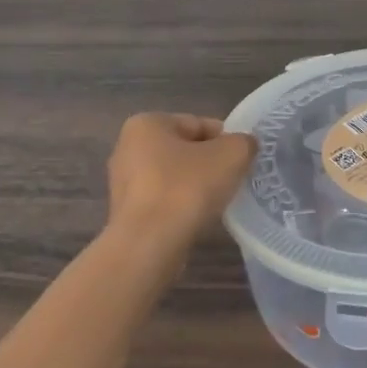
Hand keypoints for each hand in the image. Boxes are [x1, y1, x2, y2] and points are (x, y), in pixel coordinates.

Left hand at [106, 113, 256, 243]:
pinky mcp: (126, 213)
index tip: (243, 161)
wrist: (149, 244)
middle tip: (234, 181)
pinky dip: (182, 207)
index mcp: (147, 123)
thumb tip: (243, 146)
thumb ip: (243, 142)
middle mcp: (127, 147)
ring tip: (218, 203)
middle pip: (185, 150)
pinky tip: (197, 220)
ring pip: (174, 177)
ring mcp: (123, 183)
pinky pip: (164, 202)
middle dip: (211, 164)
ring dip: (197, 187)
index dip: (227, 140)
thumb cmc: (187, 188)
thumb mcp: (232, 154)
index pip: (199, 124)